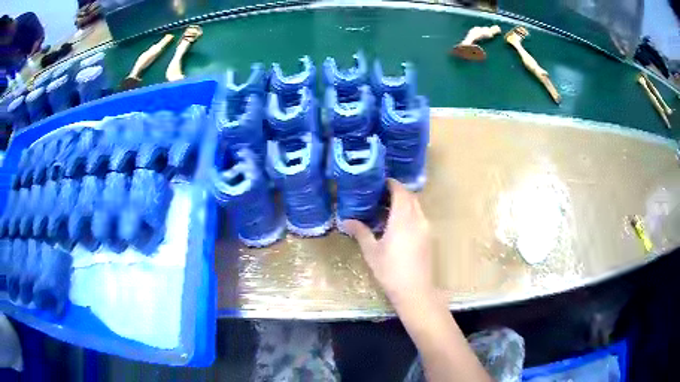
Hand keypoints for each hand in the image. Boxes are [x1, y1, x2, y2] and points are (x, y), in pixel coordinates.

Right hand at [343, 179, 435, 309]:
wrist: (415, 290)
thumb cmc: (390, 270)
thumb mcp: (372, 251)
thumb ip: (361, 232)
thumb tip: (345, 221)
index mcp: (403, 219)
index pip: (400, 192)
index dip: (392, 184)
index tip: (380, 182)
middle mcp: (418, 219)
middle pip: (411, 197)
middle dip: (398, 192)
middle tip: (380, 195)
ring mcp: (426, 228)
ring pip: (417, 207)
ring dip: (405, 203)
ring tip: (387, 210)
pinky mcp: (429, 238)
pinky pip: (420, 217)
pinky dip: (410, 214)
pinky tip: (398, 226)